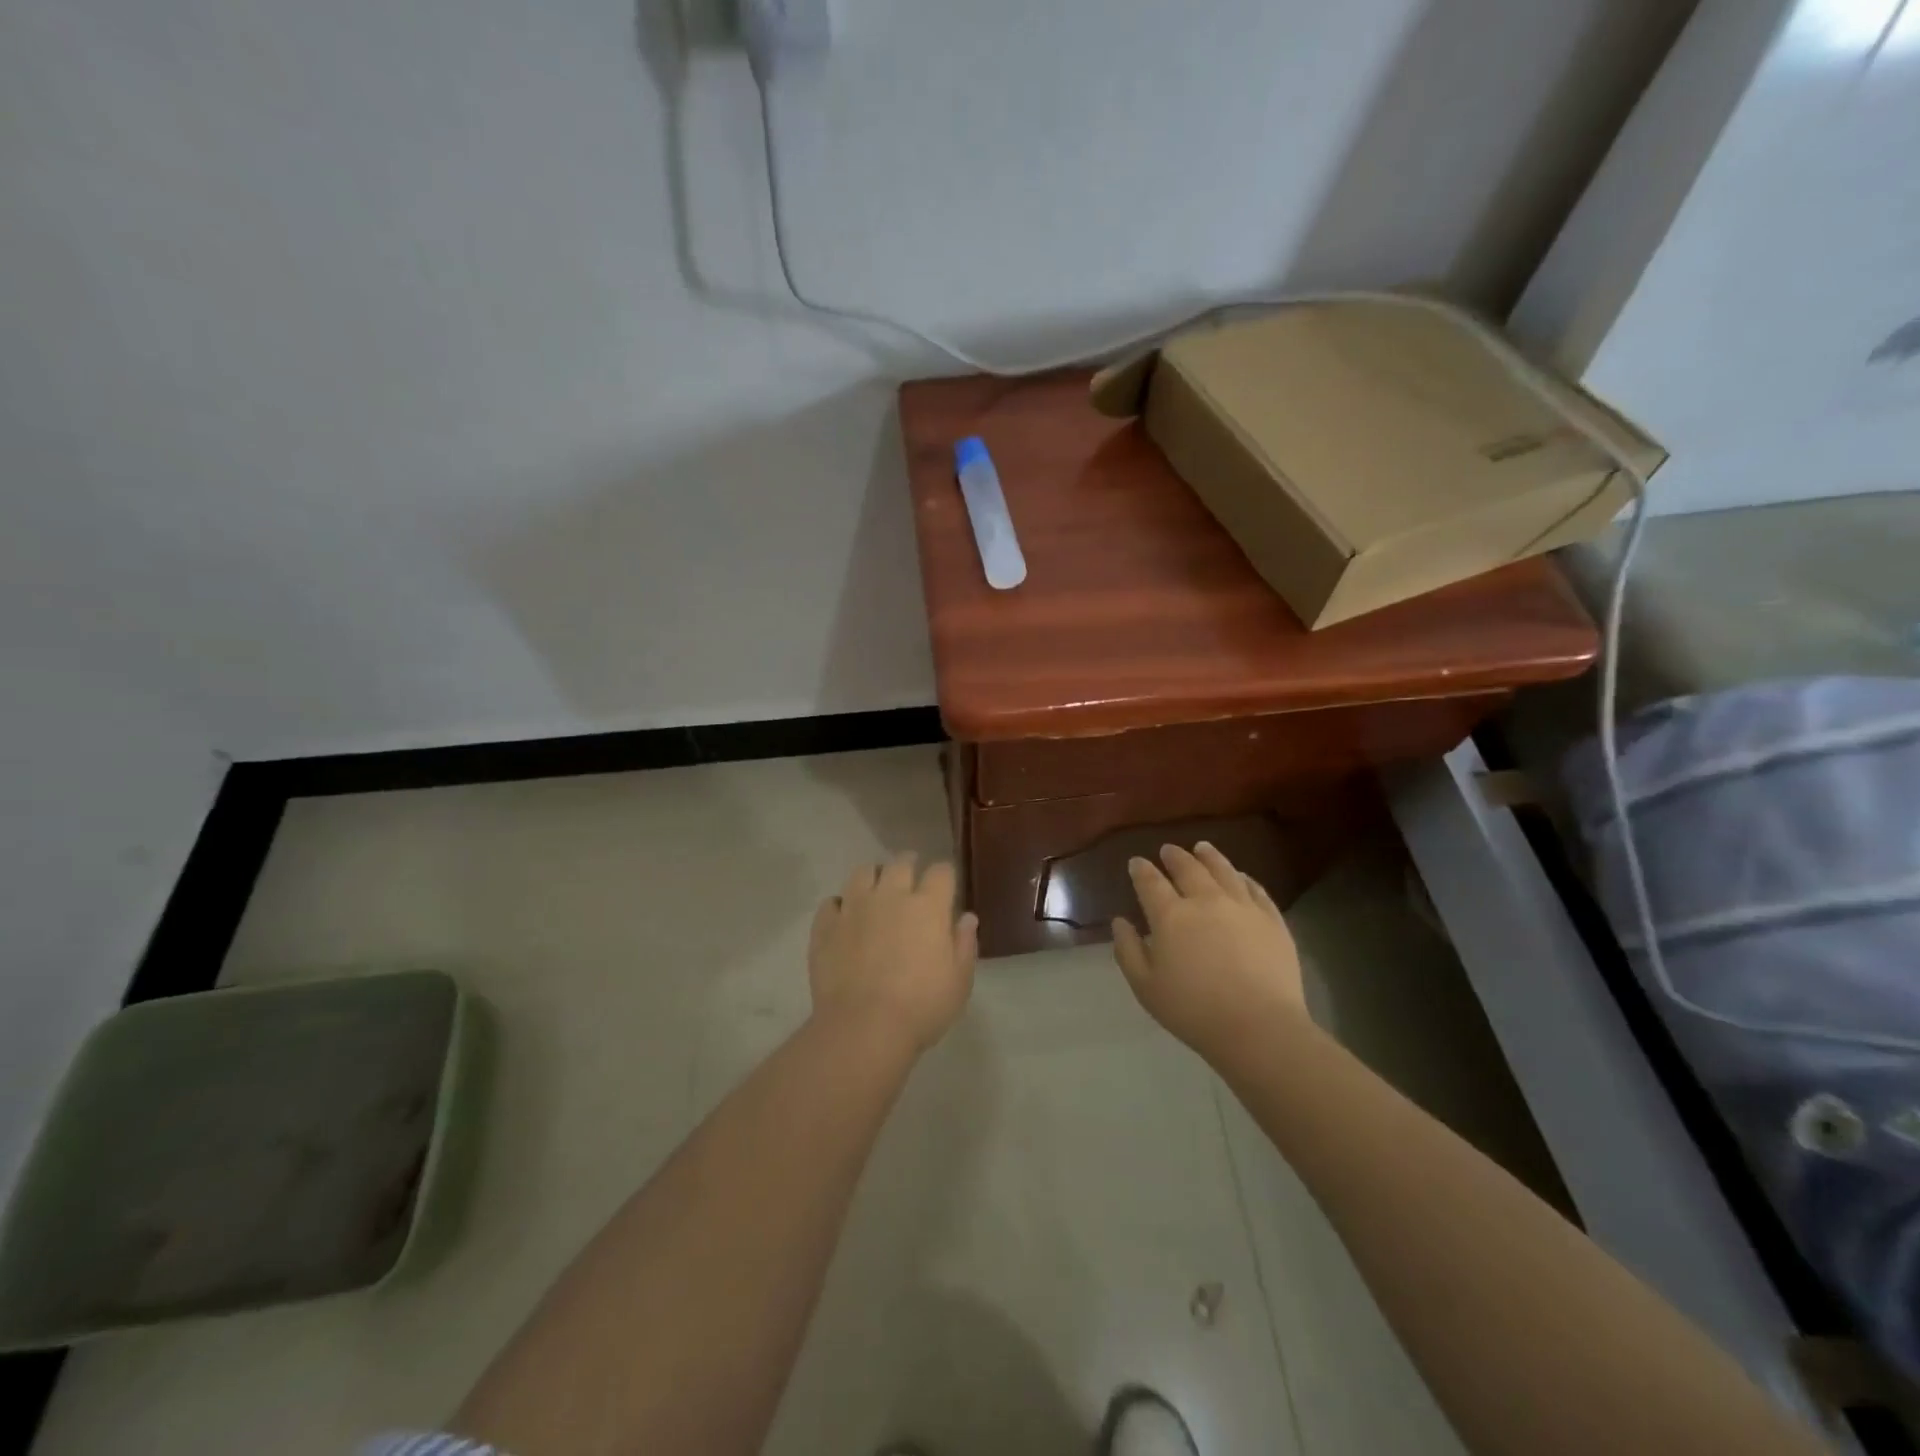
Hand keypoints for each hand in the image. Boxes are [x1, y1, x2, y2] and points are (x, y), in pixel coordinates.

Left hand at [808, 854, 978, 1051]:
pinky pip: (831, 902)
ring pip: (863, 872)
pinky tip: (844, 918)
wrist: (863, 1028)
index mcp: (928, 906)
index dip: (944, 876)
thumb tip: (966, 917)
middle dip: (909, 866)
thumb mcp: (959, 981)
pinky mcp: (826, 926)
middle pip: (900, 863)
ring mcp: (854, 907)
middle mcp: (891, 895)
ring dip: (873, 878)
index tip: (945, 887)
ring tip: (876, 893)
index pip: (941, 871)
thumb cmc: (921, 1007)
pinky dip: (840, 906)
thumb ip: (965, 944)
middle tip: (911, 881)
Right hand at [1112, 842, 1308, 1060]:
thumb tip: (1120, 922)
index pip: (1151, 882)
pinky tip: (1240, 876)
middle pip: (1188, 868)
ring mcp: (1242, 906)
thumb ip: (1128, 950)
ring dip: (1209, 856)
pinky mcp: (1272, 919)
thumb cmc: (1193, 1010)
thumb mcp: (1145, 986)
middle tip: (1168, 850)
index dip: (1141, 869)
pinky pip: (1256, 889)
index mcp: (1170, 915)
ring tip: (1202, 848)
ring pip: (1223, 870)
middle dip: (1174, 856)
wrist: (1258, 1027)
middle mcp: (1205, 900)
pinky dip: (1244, 878)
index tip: (1136, 862)